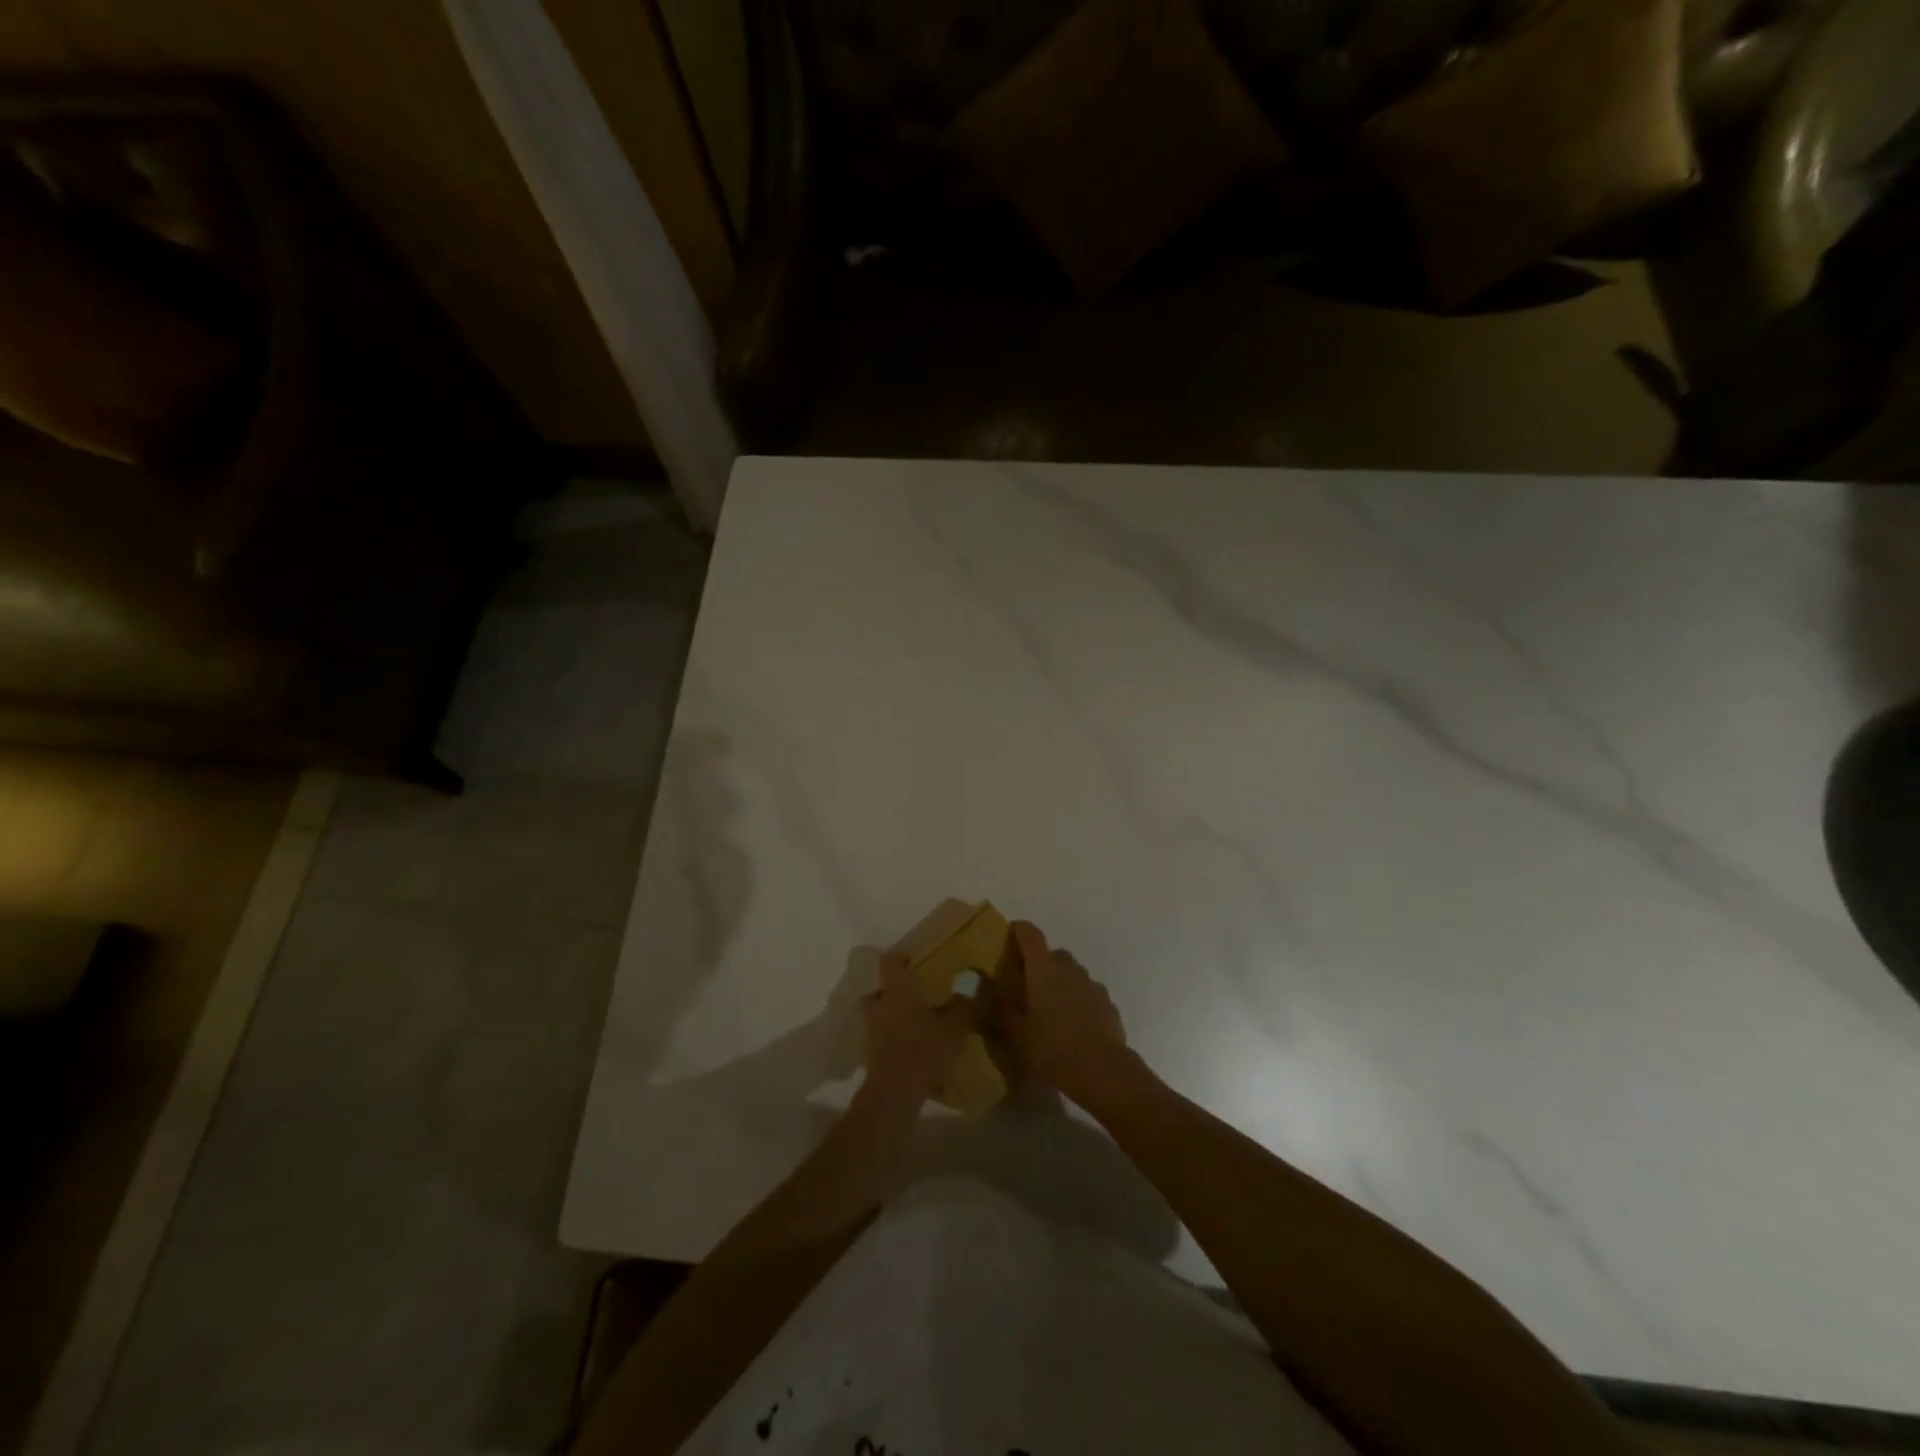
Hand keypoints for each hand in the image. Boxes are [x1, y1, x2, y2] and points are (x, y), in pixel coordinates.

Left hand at [861, 951, 972, 1105]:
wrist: (895, 1092)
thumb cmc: (924, 1049)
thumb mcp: (954, 1027)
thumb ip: (963, 1005)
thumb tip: (970, 984)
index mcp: (897, 990)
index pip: (889, 962)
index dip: (899, 958)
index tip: (913, 960)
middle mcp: (879, 1006)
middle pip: (876, 991)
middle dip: (890, 991)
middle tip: (911, 995)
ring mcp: (871, 1032)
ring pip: (877, 1016)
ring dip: (890, 1017)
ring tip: (913, 1025)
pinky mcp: (870, 1056)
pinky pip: (881, 1040)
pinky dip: (892, 1041)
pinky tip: (911, 1051)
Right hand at [1003, 921, 1131, 1103]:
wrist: (1102, 1071)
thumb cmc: (1052, 1048)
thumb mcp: (1015, 1034)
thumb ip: (998, 1008)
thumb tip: (980, 987)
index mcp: (1043, 969)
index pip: (1030, 934)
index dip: (1019, 930)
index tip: (1009, 935)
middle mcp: (1069, 969)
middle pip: (1053, 953)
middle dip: (1039, 962)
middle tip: (1026, 984)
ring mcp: (1091, 984)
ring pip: (1072, 972)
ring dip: (1060, 981)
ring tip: (1050, 1007)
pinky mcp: (1108, 1002)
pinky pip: (1088, 991)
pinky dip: (1078, 998)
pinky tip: (1073, 1023)